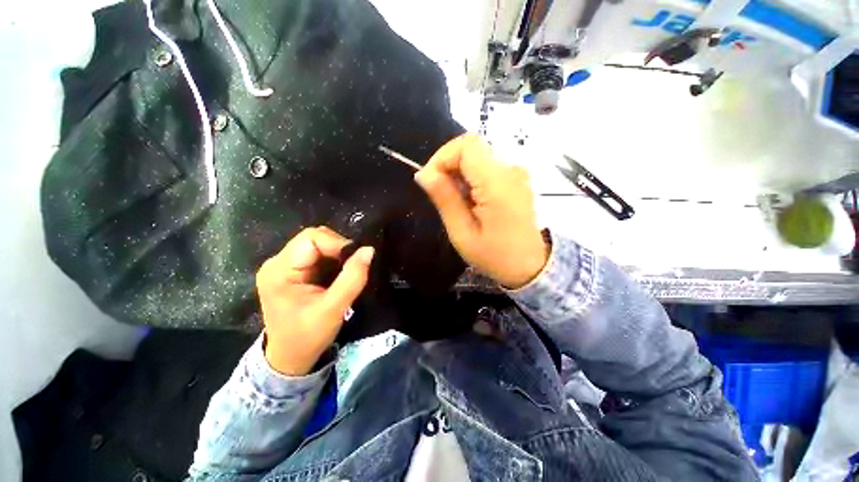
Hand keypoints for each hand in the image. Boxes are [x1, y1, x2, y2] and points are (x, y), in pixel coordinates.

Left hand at [256, 227, 373, 375]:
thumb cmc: (307, 337)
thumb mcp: (333, 309)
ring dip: (337, 256)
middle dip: (338, 250)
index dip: (337, 243)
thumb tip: (369, 250)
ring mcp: (284, 266)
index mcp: (280, 270)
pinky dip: (333, 261)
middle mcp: (278, 263)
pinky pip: (318, 255)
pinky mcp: (293, 271)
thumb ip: (352, 278)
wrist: (289, 358)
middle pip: (314, 239)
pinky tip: (338, 275)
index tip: (356, 259)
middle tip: (353, 267)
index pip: (311, 238)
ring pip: (318, 245)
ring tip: (347, 272)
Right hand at [415, 134, 548, 288]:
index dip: (442, 157)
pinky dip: (472, 178)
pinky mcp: (516, 178)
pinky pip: (487, 167)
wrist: (530, 265)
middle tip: (441, 195)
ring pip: (478, 156)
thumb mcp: (462, 232)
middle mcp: (510, 170)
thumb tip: (423, 173)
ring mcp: (516, 173)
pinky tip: (470, 200)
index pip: (466, 145)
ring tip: (457, 202)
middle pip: (472, 148)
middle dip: (449, 165)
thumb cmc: (495, 255)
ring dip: (459, 173)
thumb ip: (445, 199)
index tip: (431, 181)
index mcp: (497, 183)